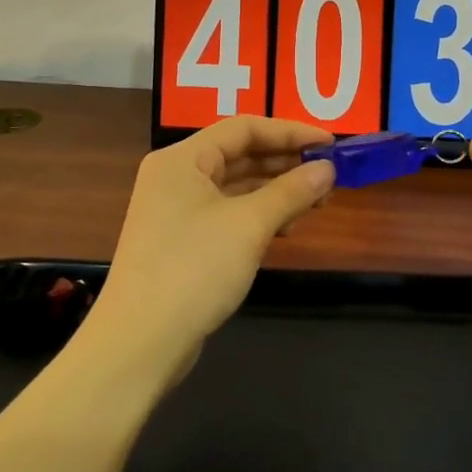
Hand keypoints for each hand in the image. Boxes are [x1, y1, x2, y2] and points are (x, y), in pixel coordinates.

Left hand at [84, 117, 336, 374]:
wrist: (140, 343)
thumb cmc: (193, 270)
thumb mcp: (249, 225)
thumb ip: (291, 191)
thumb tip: (328, 169)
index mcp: (182, 159)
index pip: (243, 128)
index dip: (290, 131)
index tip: (331, 144)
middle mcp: (176, 177)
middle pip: (239, 154)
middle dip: (286, 162)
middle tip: (330, 175)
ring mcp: (176, 211)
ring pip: (236, 186)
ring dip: (276, 190)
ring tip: (317, 202)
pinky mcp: (182, 241)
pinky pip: (228, 213)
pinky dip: (259, 215)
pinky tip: (287, 227)